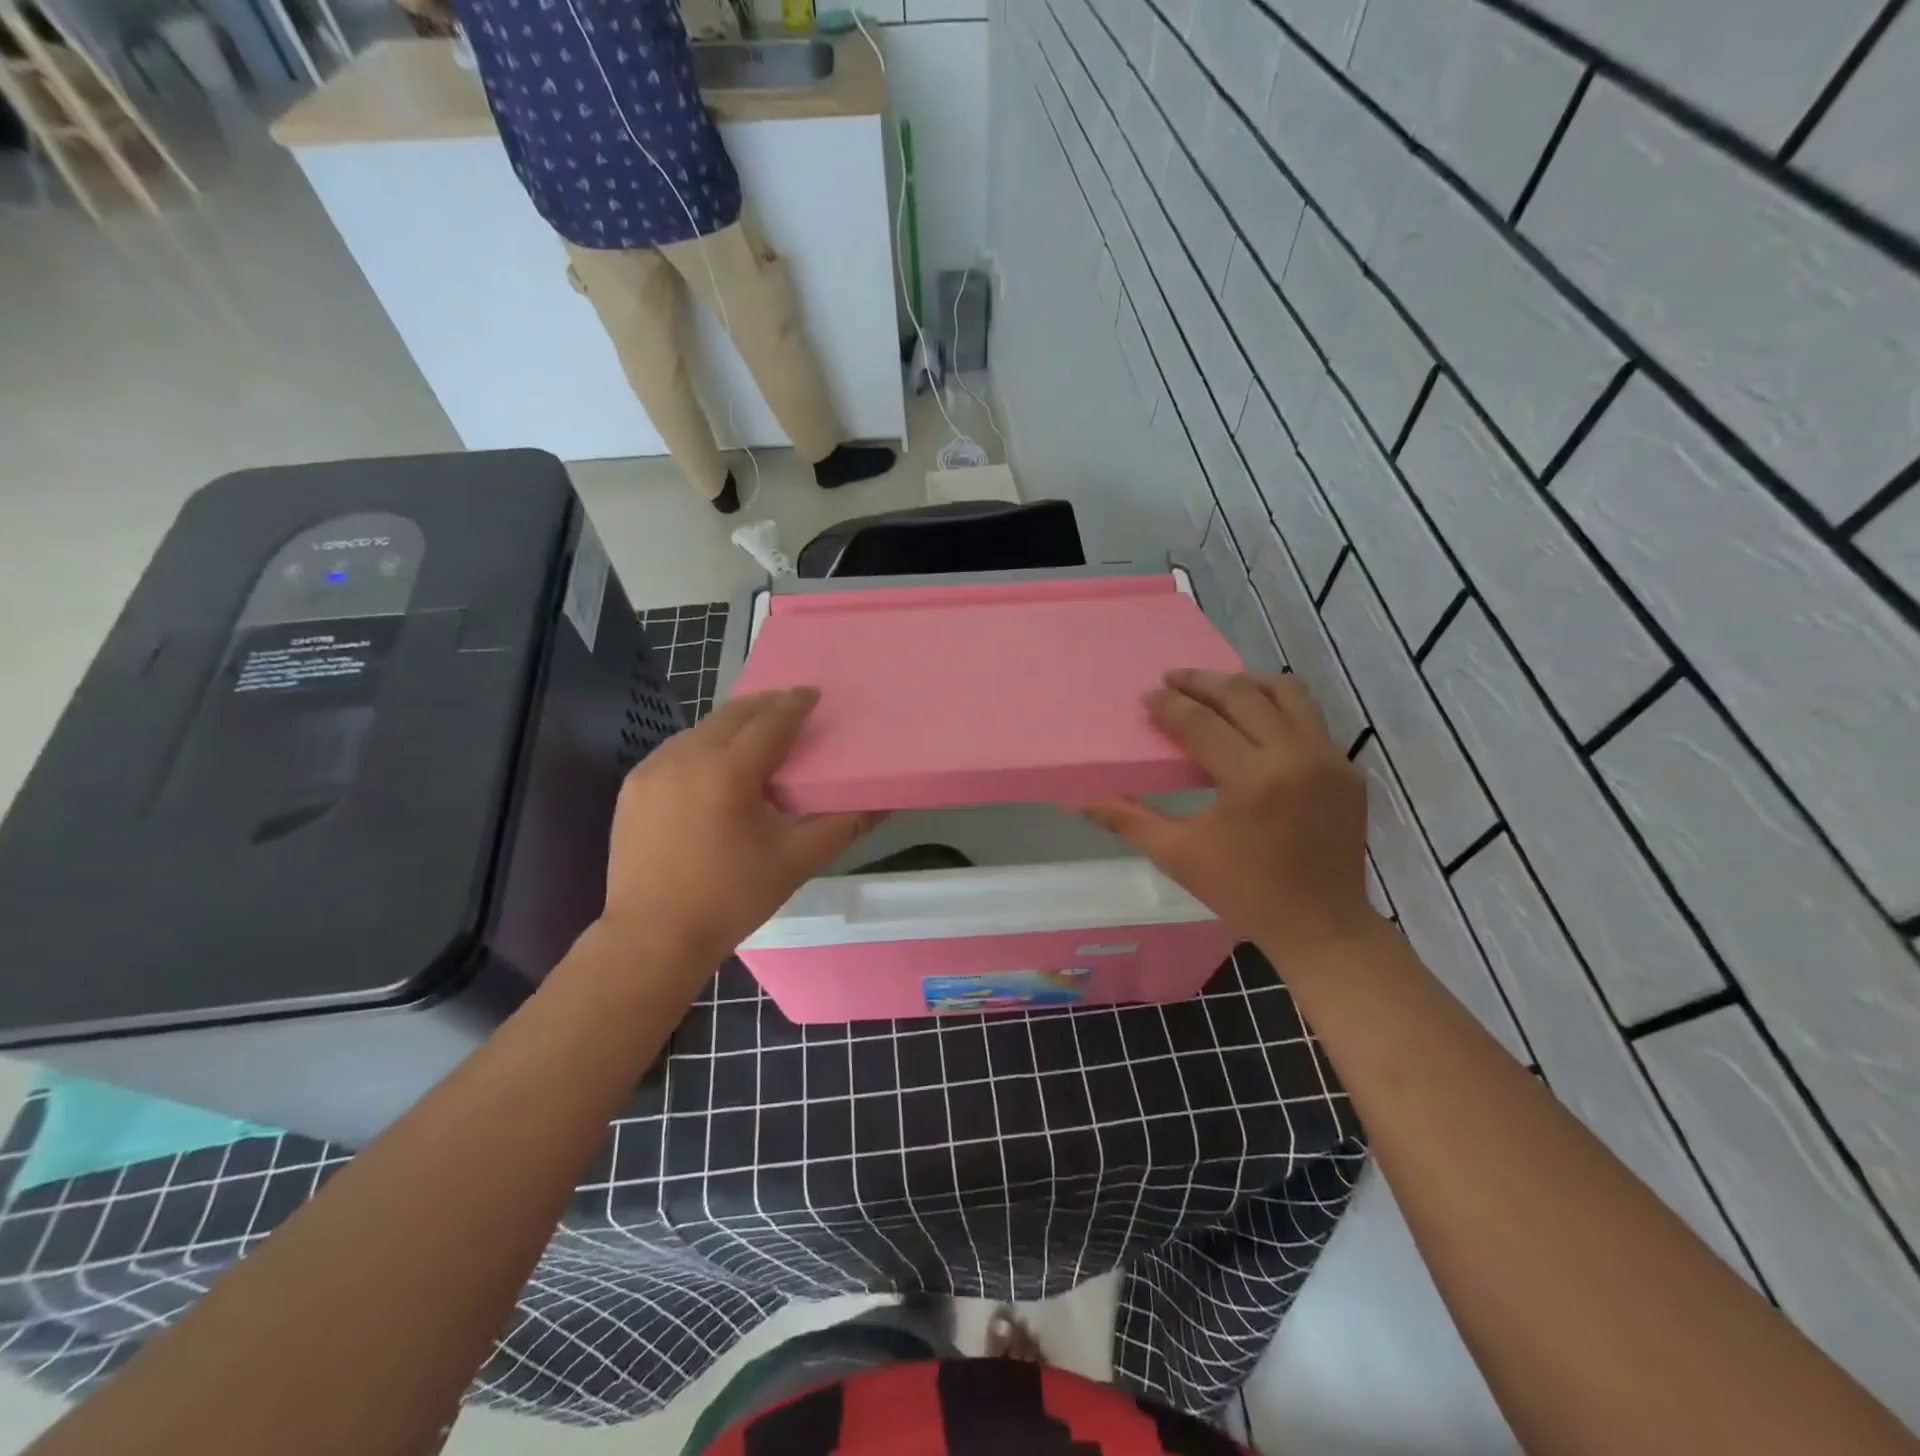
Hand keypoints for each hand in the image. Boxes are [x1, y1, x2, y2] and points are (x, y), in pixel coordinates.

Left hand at [599, 689, 877, 971]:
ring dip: (734, 723)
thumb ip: (843, 825)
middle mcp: (686, 756)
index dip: (795, 704)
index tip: (813, 694)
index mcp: (728, 771)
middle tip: (791, 706)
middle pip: (733, 715)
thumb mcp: (796, 861)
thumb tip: (883, 802)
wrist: (651, 937)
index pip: (770, 721)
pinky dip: (705, 745)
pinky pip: (678, 750)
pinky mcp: (633, 786)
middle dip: (765, 706)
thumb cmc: (731, 899)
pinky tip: (717, 766)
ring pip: (702, 729)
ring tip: (758, 733)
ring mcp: (653, 769)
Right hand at [1086, 669, 1382, 966]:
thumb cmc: (1244, 892)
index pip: (1201, 723)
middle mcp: (1295, 756)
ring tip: (1216, 687)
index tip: (1147, 696)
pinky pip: (1311, 720)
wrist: (1322, 926)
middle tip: (1172, 677)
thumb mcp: (1178, 856)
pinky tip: (1256, 723)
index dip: (1169, 706)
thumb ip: (1127, 820)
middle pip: (1244, 695)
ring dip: (1247, 683)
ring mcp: (1329, 760)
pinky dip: (1279, 709)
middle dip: (1202, 681)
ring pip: (1288, 694)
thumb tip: (1079, 801)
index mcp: (1252, 779)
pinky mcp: (1348, 770)